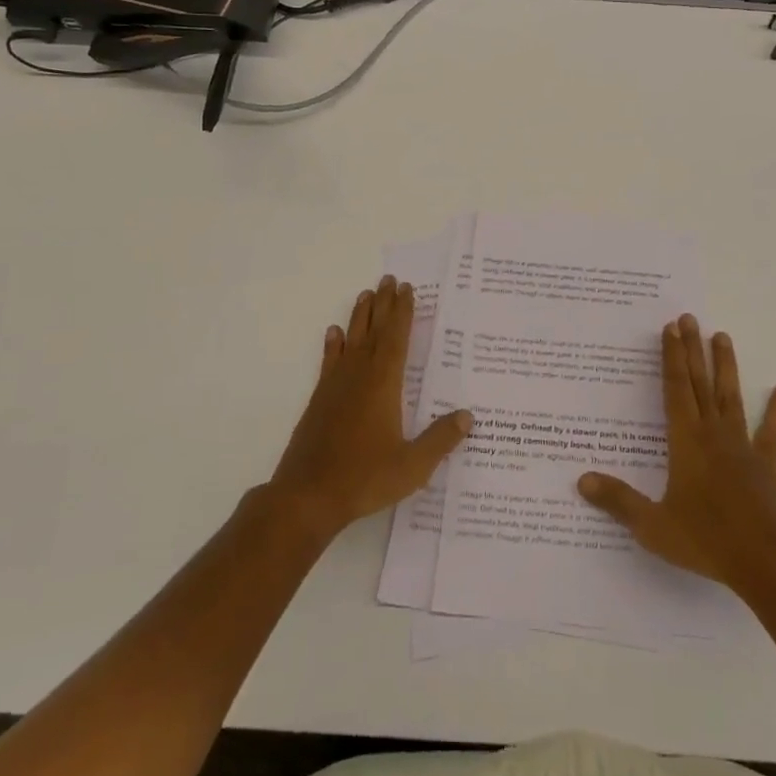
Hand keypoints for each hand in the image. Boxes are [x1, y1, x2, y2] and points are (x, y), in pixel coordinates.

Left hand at [269, 276, 470, 541]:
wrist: (307, 496)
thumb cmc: (364, 478)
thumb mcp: (412, 465)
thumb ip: (441, 439)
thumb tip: (468, 416)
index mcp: (384, 384)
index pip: (397, 338)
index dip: (403, 312)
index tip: (407, 289)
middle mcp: (359, 376)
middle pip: (374, 331)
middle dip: (384, 304)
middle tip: (389, 279)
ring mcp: (336, 386)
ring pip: (351, 340)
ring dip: (360, 316)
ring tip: (366, 294)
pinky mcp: (319, 400)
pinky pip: (329, 361)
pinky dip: (333, 345)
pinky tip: (333, 333)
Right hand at [578, 314, 775, 590]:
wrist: (768, 563)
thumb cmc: (706, 541)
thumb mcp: (653, 526)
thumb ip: (618, 501)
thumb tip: (581, 480)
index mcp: (686, 442)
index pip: (675, 389)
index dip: (671, 358)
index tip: (669, 329)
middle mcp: (713, 433)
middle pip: (700, 383)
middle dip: (692, 349)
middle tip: (688, 318)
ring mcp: (743, 446)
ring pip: (731, 396)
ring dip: (726, 365)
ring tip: (722, 335)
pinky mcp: (767, 463)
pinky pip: (772, 430)